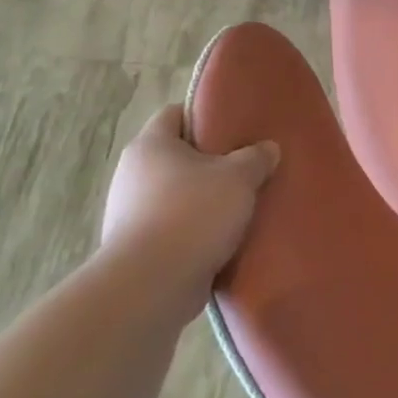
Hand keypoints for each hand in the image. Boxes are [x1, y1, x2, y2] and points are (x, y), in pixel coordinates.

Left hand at [100, 104, 279, 302]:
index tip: (236, 125)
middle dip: (211, 161)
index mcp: (151, 145)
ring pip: (177, 193)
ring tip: (242, 204)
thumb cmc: (193, 214)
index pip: (175, 113)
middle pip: (178, 155)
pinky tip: (225, 237)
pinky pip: (173, 225)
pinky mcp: (137, 245)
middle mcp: (133, 173)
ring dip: (205, 198)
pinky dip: (196, 228)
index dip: (205, 114)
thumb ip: (256, 157)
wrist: (152, 283)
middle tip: (248, 166)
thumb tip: (267, 148)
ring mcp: (130, 211)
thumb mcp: (238, 177)